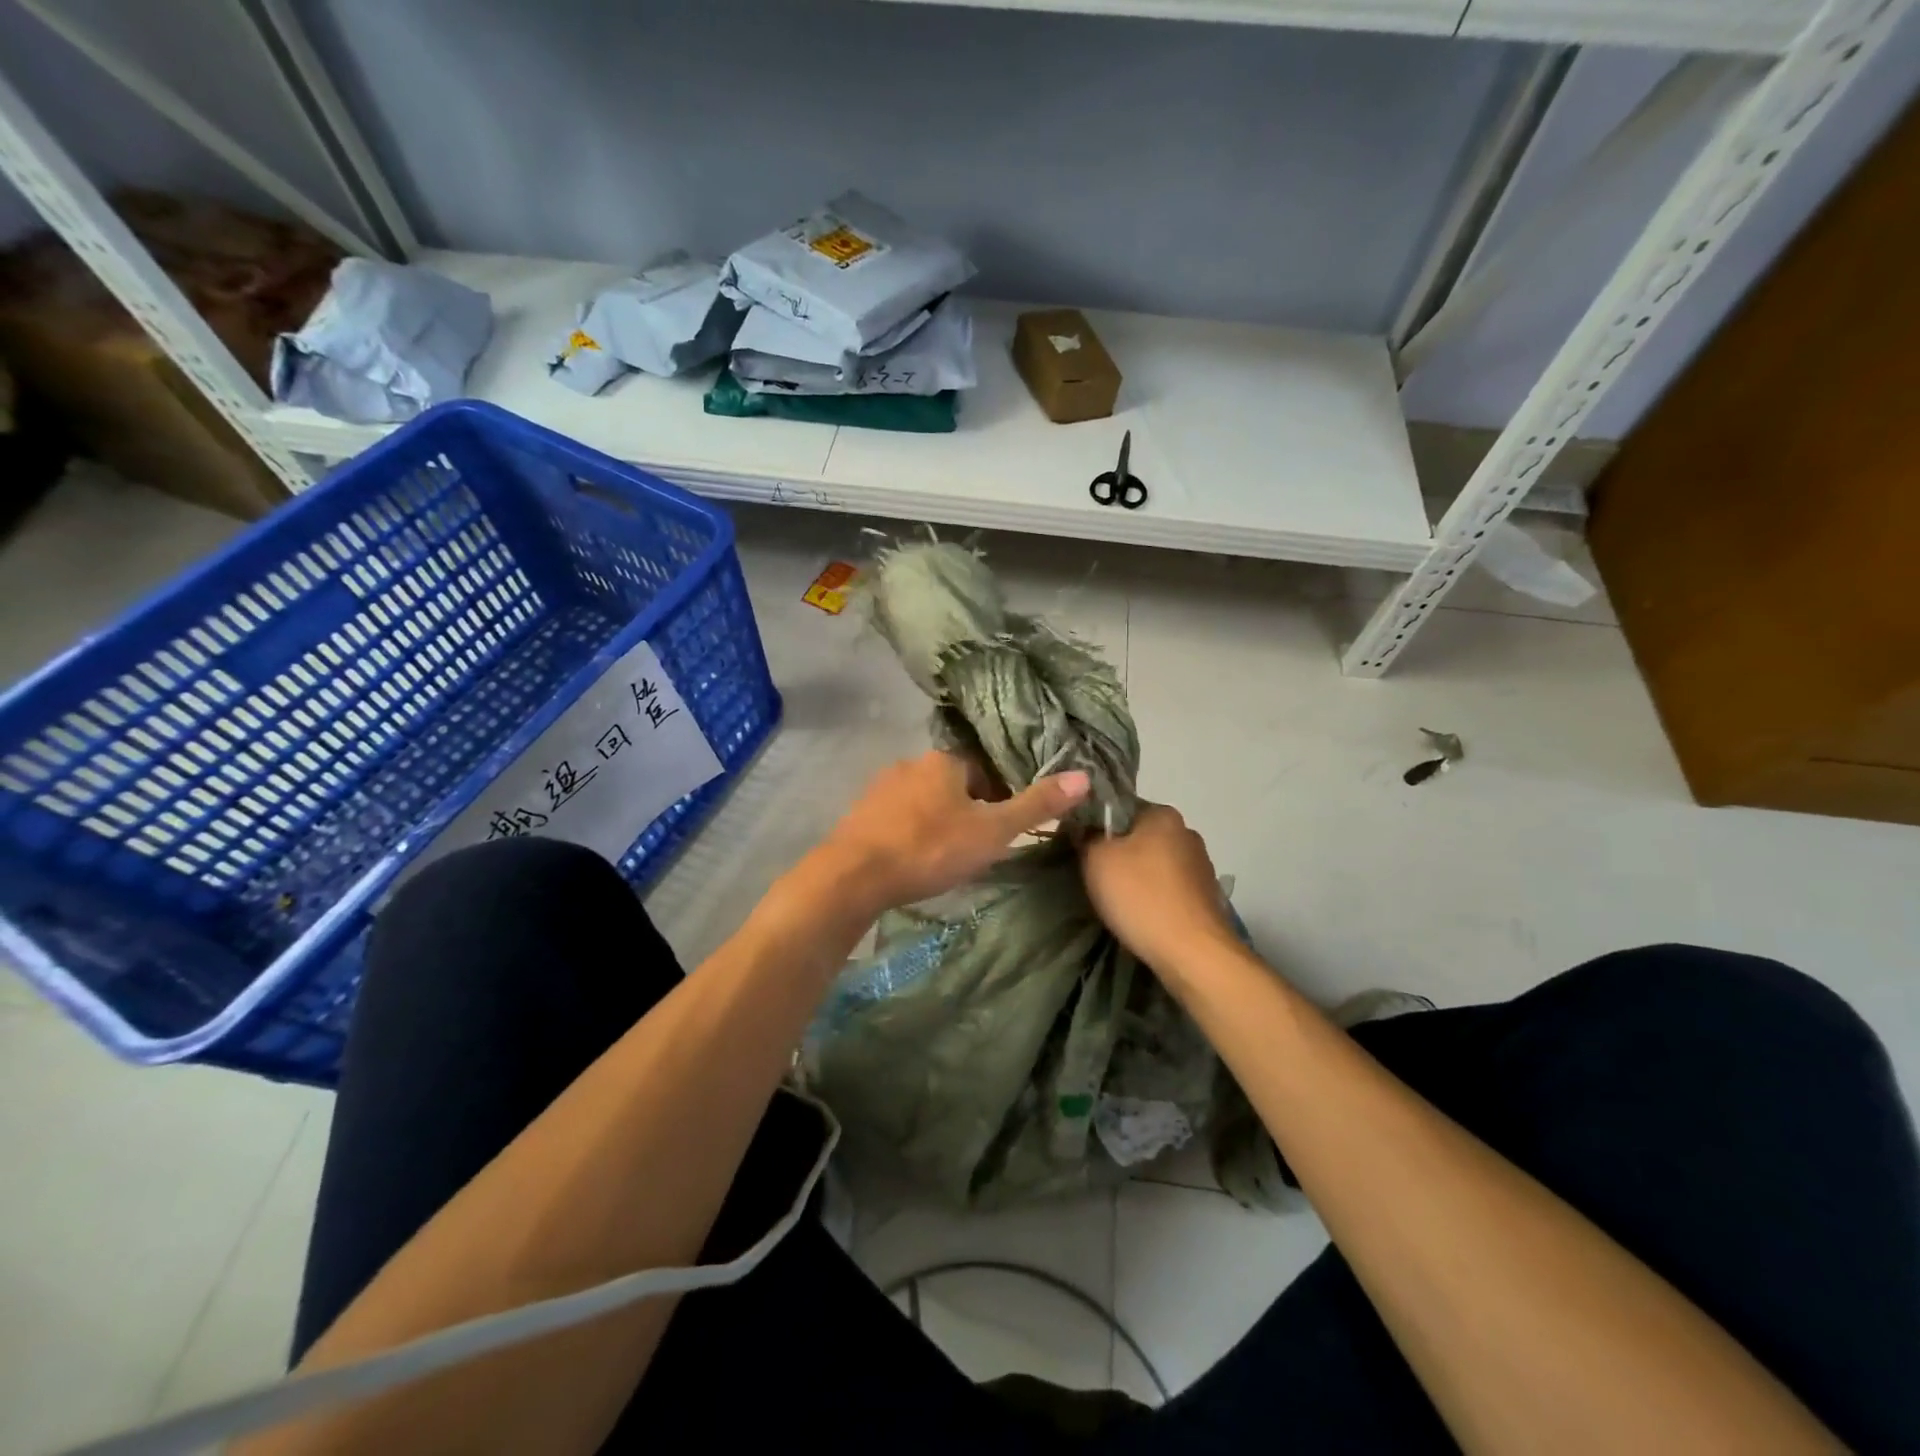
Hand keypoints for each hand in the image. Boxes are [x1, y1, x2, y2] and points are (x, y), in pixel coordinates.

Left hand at [814, 751, 1090, 916]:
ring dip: (937, 821)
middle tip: (977, 846)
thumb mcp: (992, 831)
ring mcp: (880, 788)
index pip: (984, 767)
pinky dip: (910, 832)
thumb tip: (1083, 776)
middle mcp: (911, 764)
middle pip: (953, 782)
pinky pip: (897, 818)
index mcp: (944, 760)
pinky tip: (912, 859)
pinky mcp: (860, 813)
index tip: (1003, 826)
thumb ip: (1036, 805)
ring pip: (923, 800)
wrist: (854, 876)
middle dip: (967, 808)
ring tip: (945, 856)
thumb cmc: (930, 848)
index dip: (999, 795)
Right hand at [1079, 803, 1237, 972]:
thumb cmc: (1140, 896)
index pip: (1120, 807)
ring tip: (1118, 900)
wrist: (1193, 953)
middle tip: (1095, 875)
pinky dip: (1156, 896)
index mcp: (1163, 814)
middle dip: (1119, 851)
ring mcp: (1202, 865)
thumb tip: (1086, 828)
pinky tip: (1143, 914)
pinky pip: (1171, 887)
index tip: (1082, 847)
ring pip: (1156, 862)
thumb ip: (1087, 835)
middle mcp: (1187, 831)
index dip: (1097, 825)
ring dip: (1139, 875)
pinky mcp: (1208, 896)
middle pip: (1140, 835)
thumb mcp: (1096, 859)